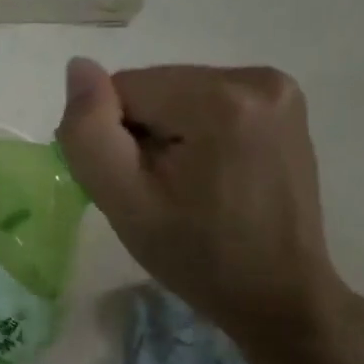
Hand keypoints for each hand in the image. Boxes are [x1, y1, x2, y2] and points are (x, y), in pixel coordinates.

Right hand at [55, 58, 351, 345]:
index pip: (124, 89)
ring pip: (178, 93)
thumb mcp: (126, 203)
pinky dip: (196, 130)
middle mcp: (255, 79)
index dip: (116, 137)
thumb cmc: (199, 257)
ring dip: (169, 132)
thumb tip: (78, 67)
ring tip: (190, 185)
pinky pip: (208, 100)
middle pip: (154, 87)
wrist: (280, 297)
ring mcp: (277, 88)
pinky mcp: (285, 103)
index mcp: (220, 100)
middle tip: (163, 191)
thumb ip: (89, 132)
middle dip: (145, 132)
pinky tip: (213, 172)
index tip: (139, 185)